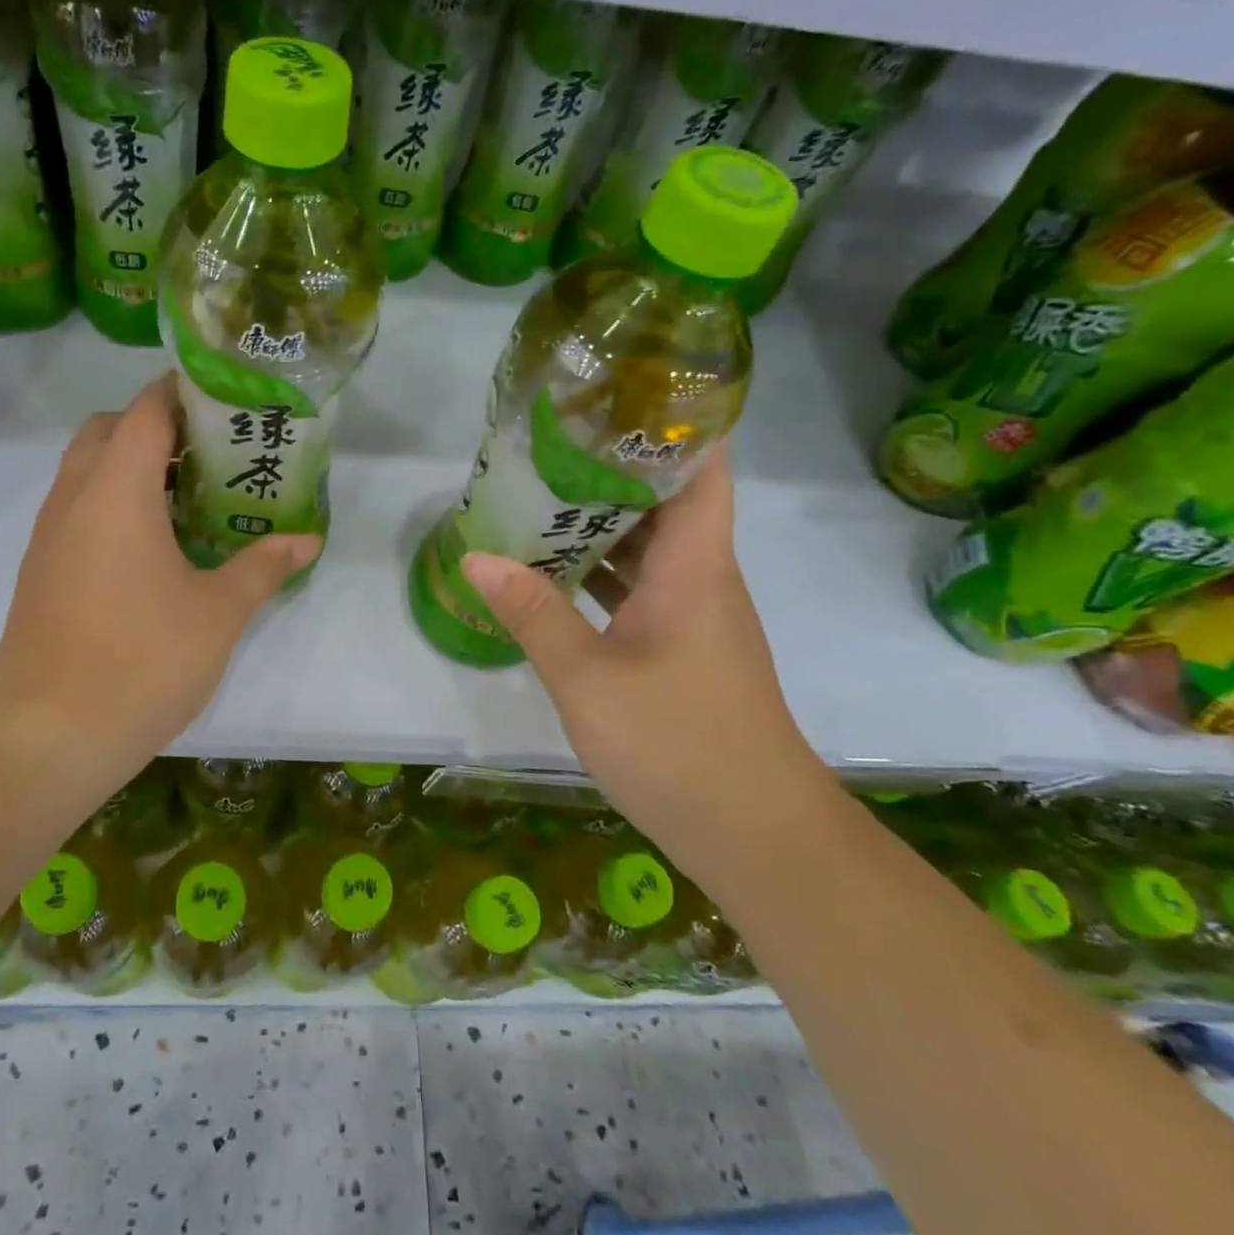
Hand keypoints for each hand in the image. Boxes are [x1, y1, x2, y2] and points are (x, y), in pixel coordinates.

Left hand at [0, 377, 319, 787]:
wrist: (49, 734)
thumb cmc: (142, 659)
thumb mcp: (219, 612)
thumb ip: (263, 566)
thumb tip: (308, 540)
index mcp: (116, 490)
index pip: (144, 410)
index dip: (182, 392)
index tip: (224, 398)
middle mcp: (74, 497)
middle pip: (107, 429)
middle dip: (155, 426)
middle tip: (209, 452)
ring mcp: (49, 534)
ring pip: (86, 470)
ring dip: (130, 465)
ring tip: (188, 495)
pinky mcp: (41, 569)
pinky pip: (77, 508)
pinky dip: (111, 502)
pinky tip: (152, 546)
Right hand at [460, 451, 826, 832]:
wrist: (757, 837)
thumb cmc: (678, 744)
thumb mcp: (588, 678)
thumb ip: (532, 613)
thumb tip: (476, 557)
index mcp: (694, 567)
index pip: (702, 469)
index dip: (673, 424)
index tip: (616, 397)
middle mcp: (701, 579)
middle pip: (665, 502)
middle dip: (609, 469)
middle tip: (545, 445)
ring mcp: (693, 617)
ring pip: (648, 549)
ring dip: (599, 524)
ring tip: (536, 498)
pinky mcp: (683, 650)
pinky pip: (639, 590)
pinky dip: (601, 573)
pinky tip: (553, 575)